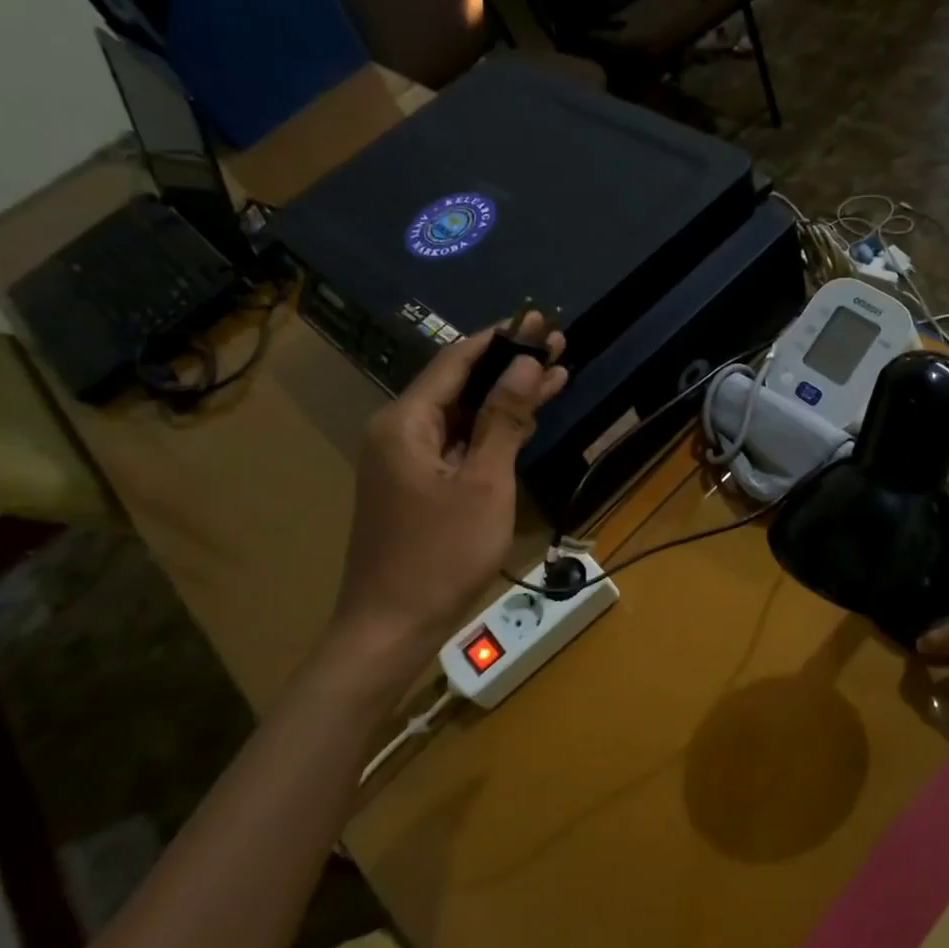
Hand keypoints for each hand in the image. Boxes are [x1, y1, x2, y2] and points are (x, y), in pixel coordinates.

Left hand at [330, 314, 567, 653]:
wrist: (390, 626)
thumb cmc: (441, 554)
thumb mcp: (483, 483)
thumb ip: (503, 420)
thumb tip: (527, 365)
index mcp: (405, 421)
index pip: (457, 361)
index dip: (501, 339)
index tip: (539, 321)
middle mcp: (398, 431)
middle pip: (460, 385)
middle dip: (510, 366)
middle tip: (558, 344)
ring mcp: (405, 460)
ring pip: (461, 416)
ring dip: (506, 399)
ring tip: (556, 375)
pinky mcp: (415, 485)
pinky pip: (456, 444)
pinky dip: (490, 432)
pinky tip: (525, 421)